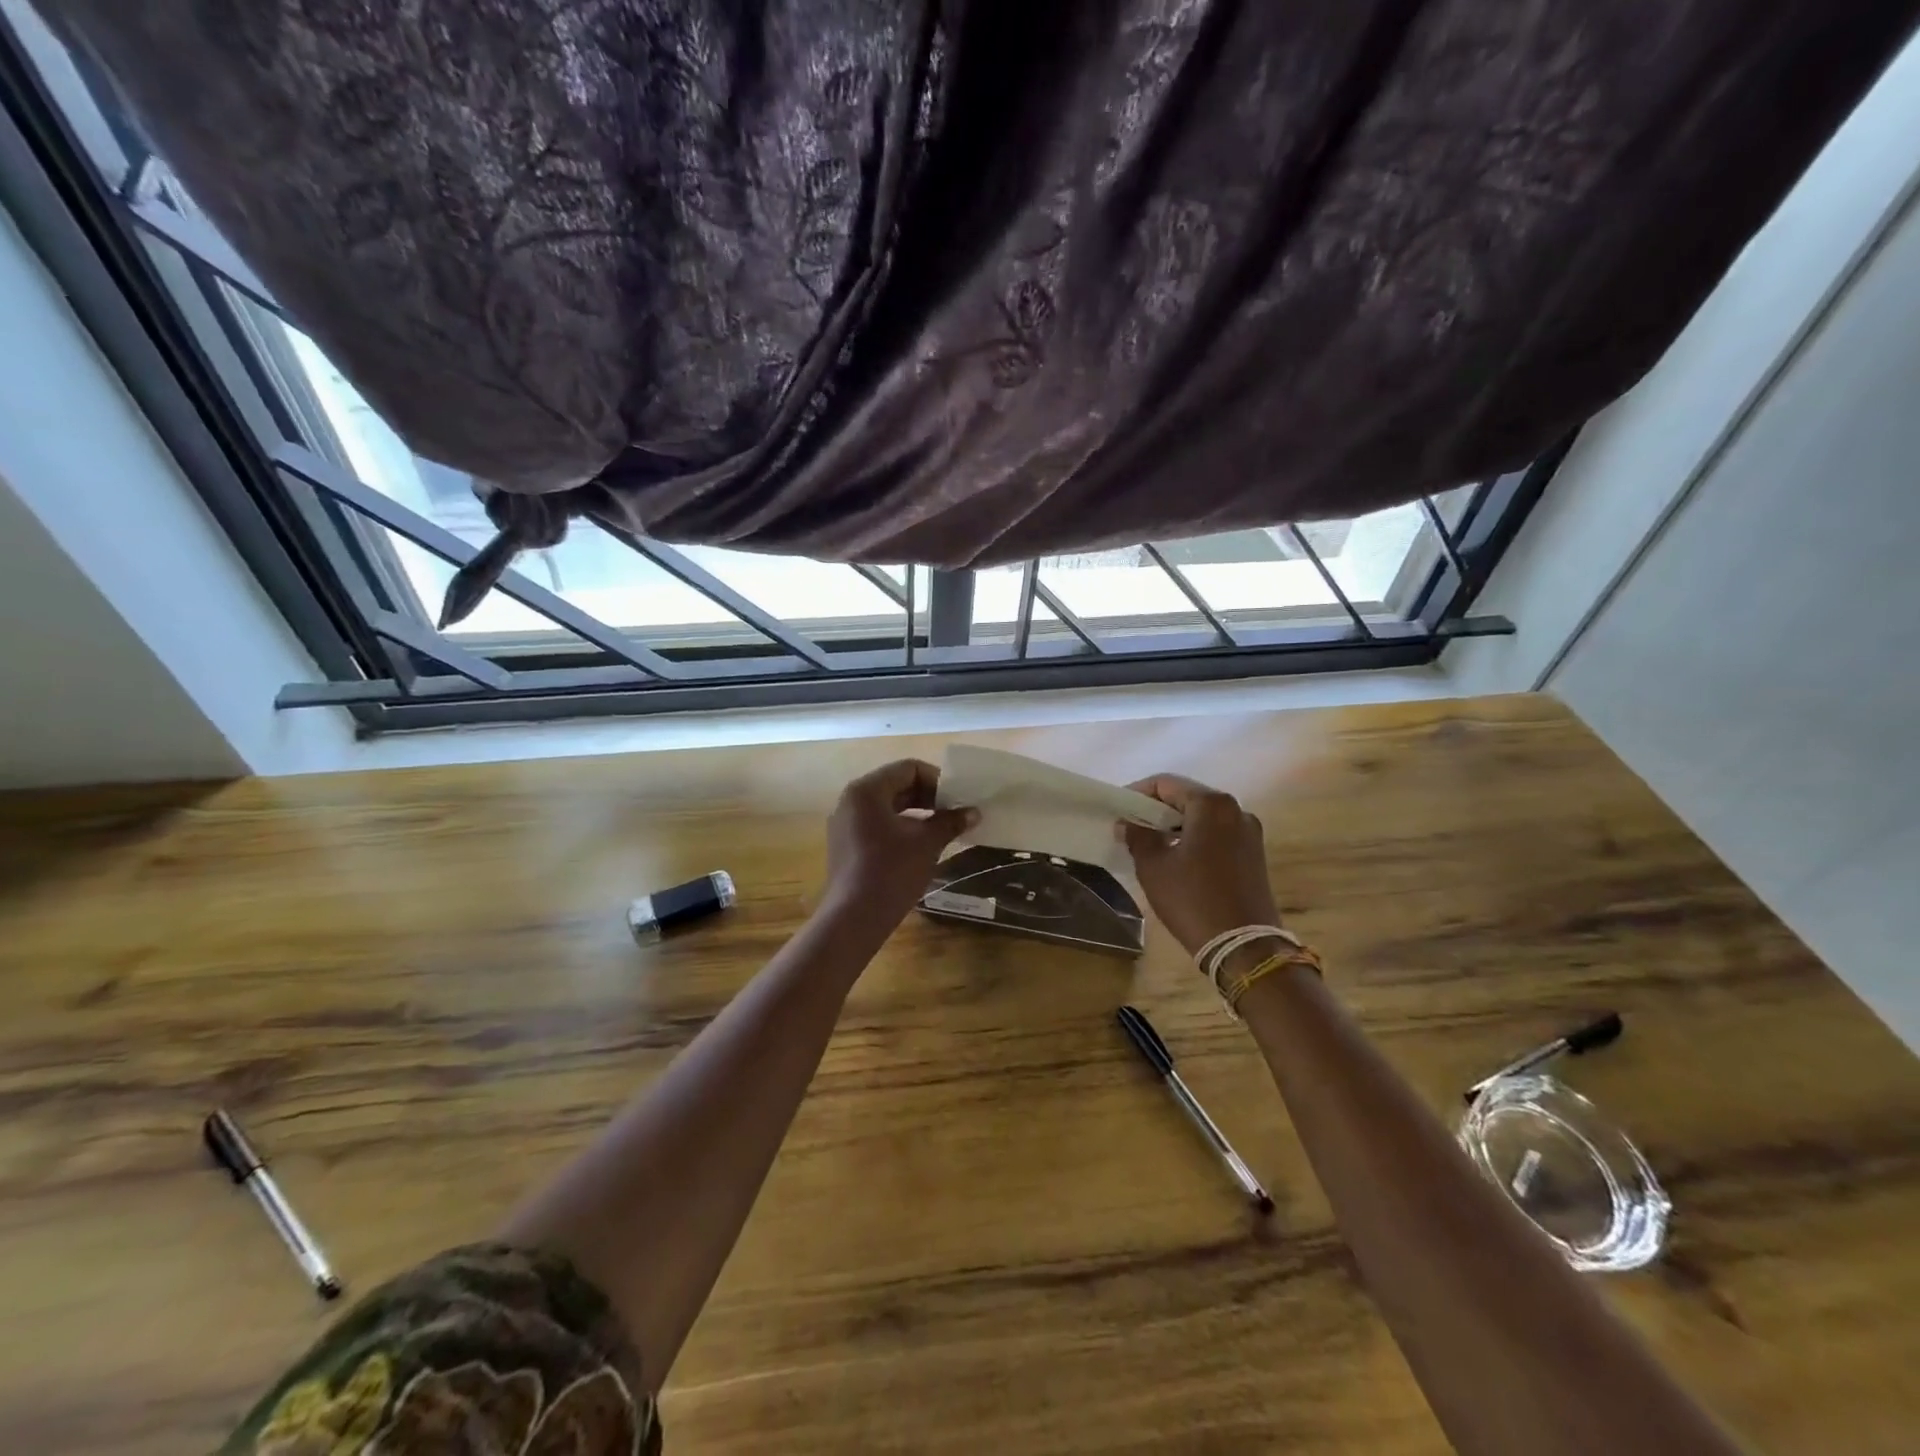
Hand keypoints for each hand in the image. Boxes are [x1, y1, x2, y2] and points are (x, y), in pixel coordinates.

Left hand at [821, 760, 976, 927]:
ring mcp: (845, 824)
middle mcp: (851, 800)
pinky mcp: (846, 845)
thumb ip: (950, 821)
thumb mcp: (927, 843)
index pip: (909, 769)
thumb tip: (973, 812)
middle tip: (954, 814)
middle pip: (896, 785)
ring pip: (887, 807)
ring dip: (917, 814)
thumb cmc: (892, 871)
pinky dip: (901, 828)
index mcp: (867, 790)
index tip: (958, 800)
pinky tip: (921, 846)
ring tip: (942, 830)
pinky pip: (877, 825)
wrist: (855, 918)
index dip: (938, 781)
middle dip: (928, 797)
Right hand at [1121, 774, 1279, 957]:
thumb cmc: (1192, 899)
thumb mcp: (1154, 866)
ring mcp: (1249, 832)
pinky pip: (1217, 834)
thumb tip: (1129, 822)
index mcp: (1211, 805)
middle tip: (1131, 826)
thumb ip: (1138, 836)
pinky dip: (1194, 837)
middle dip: (1157, 809)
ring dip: (1175, 824)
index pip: (1166, 783)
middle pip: (1187, 797)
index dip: (1137, 793)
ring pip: (1203, 816)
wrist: (1243, 946)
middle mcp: (1236, 809)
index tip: (1118, 810)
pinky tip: (1177, 857)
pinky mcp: (1253, 854)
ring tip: (1150, 842)